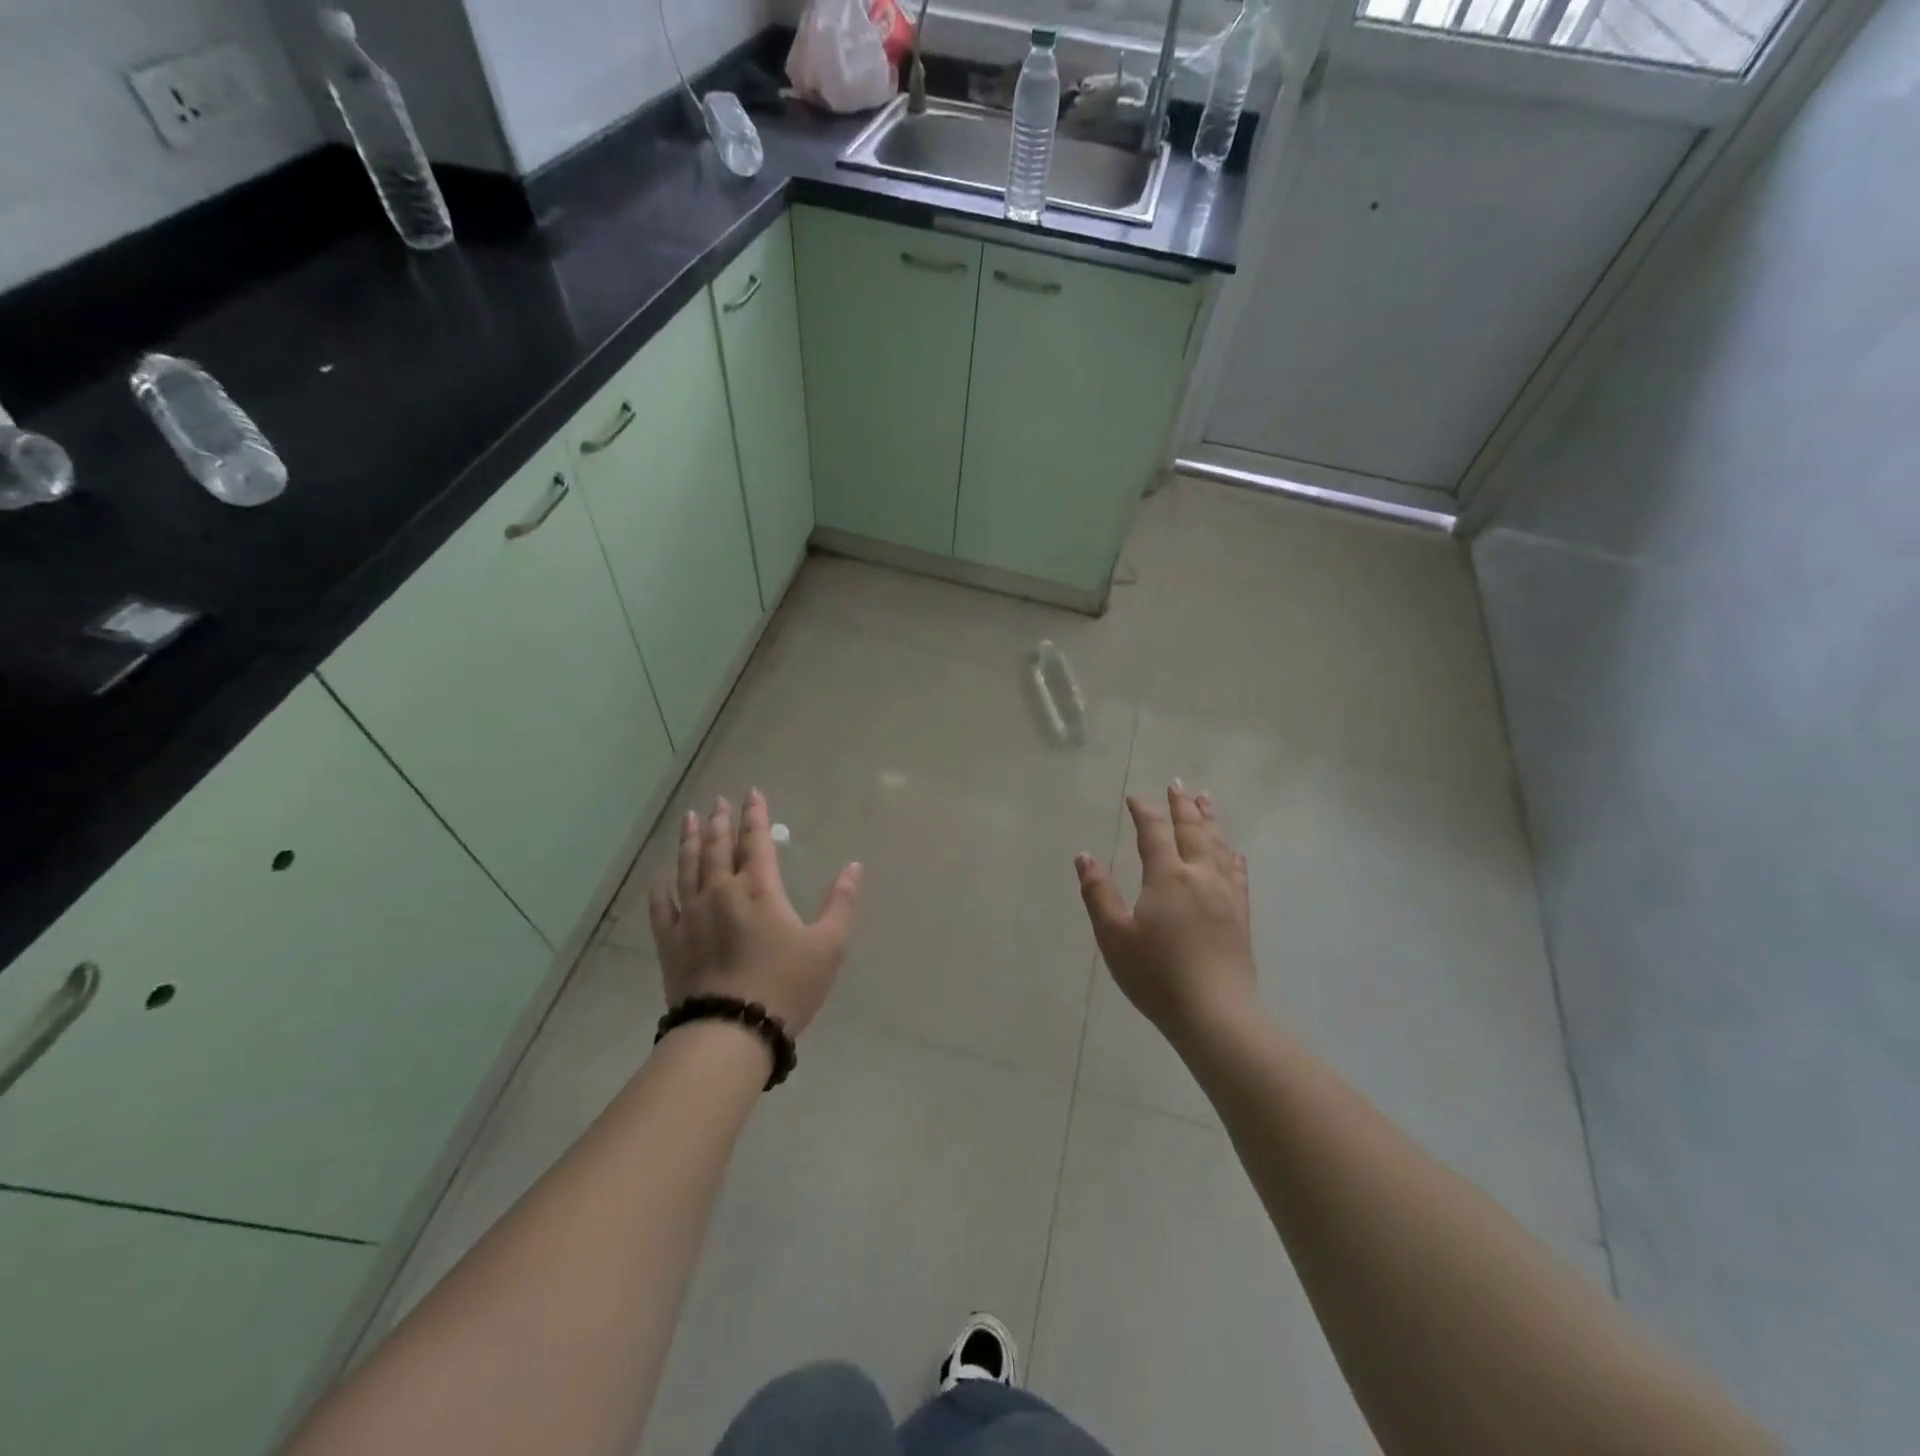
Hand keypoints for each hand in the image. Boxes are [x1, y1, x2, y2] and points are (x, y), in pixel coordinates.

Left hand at [648, 790, 861, 1036]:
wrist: (731, 1030)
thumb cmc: (786, 986)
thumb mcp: (828, 946)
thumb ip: (840, 903)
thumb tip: (854, 867)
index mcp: (759, 889)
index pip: (756, 841)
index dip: (755, 815)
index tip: (752, 793)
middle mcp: (721, 891)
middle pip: (719, 847)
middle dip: (720, 821)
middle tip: (718, 801)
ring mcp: (691, 914)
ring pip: (688, 867)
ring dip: (690, 841)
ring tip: (690, 819)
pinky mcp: (670, 940)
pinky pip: (662, 904)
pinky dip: (661, 886)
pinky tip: (661, 875)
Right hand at [1075, 785, 1255, 1039]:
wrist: (1214, 1013)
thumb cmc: (1156, 975)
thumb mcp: (1114, 936)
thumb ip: (1098, 893)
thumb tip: (1085, 856)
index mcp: (1167, 876)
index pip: (1154, 832)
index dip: (1144, 811)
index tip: (1135, 798)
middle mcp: (1199, 876)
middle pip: (1192, 830)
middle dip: (1182, 805)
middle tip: (1176, 784)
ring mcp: (1225, 894)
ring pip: (1218, 845)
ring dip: (1209, 820)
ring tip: (1205, 800)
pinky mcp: (1240, 914)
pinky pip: (1238, 873)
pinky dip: (1232, 855)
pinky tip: (1233, 852)